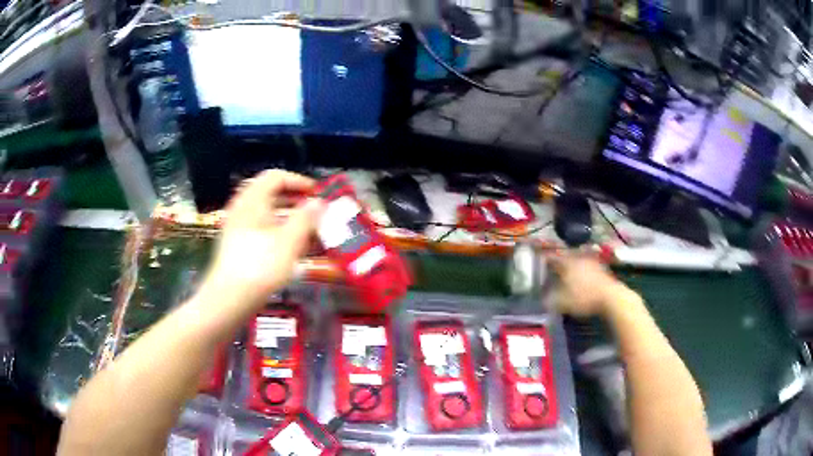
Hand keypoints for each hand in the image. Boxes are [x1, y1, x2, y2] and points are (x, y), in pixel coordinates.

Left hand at [201, 170, 324, 309]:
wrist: (230, 298)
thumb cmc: (261, 265)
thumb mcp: (289, 240)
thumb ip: (306, 217)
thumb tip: (319, 202)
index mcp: (253, 200)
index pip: (276, 177)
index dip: (299, 182)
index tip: (318, 194)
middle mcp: (243, 209)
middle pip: (272, 196)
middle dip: (297, 203)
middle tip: (317, 214)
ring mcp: (239, 228)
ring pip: (269, 216)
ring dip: (291, 221)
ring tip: (312, 235)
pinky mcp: (239, 246)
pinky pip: (263, 232)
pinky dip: (280, 235)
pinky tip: (295, 252)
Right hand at [549, 254, 633, 317]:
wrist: (611, 297)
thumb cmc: (584, 297)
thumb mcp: (563, 302)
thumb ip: (550, 299)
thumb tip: (542, 299)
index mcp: (567, 262)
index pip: (552, 256)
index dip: (544, 259)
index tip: (538, 261)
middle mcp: (578, 257)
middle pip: (565, 255)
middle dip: (558, 260)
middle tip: (552, 266)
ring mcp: (591, 260)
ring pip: (577, 259)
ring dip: (571, 264)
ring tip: (566, 271)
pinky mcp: (601, 267)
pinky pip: (587, 265)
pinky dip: (581, 269)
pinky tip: (581, 277)